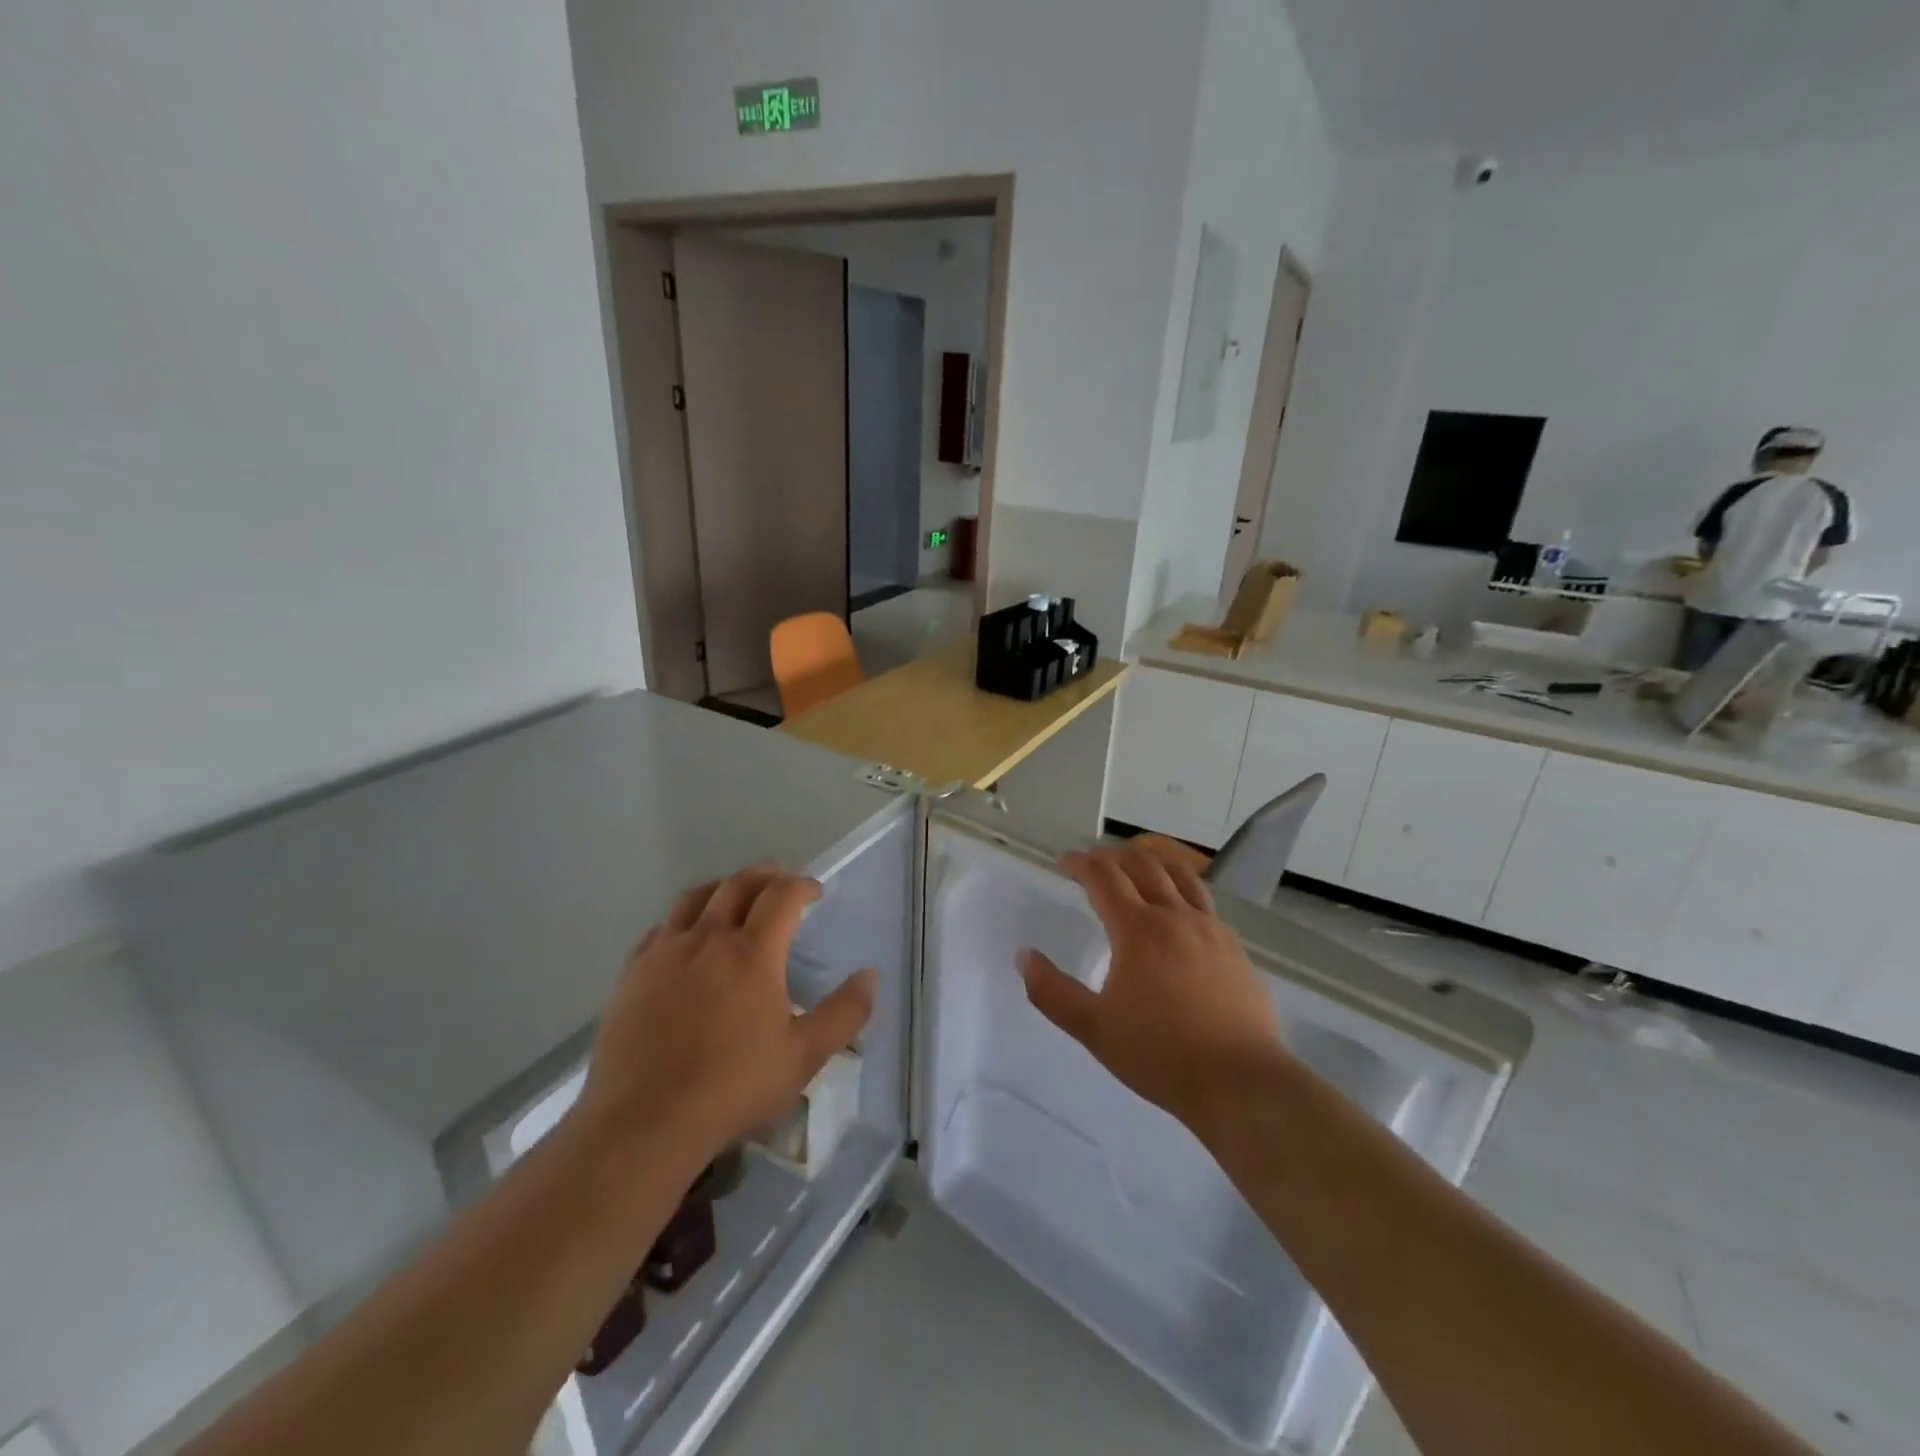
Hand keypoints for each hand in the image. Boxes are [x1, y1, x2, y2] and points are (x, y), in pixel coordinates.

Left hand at [574, 864, 875, 1166]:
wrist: (643, 1122)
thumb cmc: (732, 1087)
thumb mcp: (804, 1057)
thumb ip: (844, 1013)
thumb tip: (870, 976)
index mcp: (752, 953)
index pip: (781, 896)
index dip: (802, 886)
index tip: (814, 891)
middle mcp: (707, 939)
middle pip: (736, 886)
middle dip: (763, 875)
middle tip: (778, 876)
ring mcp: (664, 954)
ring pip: (694, 899)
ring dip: (721, 887)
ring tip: (733, 893)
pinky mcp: (632, 974)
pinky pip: (659, 929)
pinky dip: (681, 918)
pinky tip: (684, 934)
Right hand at [1018, 844, 1285, 1134]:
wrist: (1240, 1081)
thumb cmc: (1160, 1054)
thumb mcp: (1093, 1028)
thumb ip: (1052, 992)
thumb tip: (1024, 957)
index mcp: (1138, 929)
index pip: (1104, 877)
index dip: (1081, 863)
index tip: (1065, 862)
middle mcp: (1175, 917)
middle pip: (1143, 866)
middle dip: (1113, 856)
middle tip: (1095, 861)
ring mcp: (1211, 930)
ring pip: (1181, 876)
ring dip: (1153, 862)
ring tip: (1138, 864)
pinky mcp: (1235, 949)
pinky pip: (1205, 903)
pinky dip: (1183, 890)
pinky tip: (1180, 910)